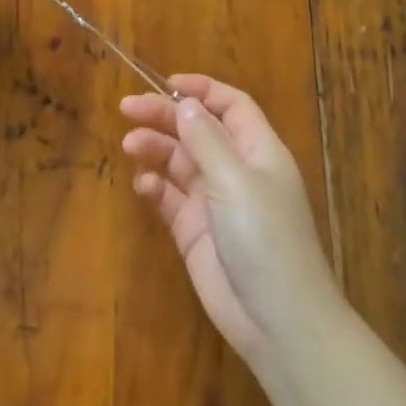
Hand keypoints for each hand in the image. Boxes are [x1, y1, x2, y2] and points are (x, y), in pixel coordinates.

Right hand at [121, 74, 338, 365]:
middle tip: (127, 107)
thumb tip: (185, 104)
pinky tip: (144, 185)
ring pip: (180, 161)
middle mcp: (236, 170)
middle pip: (197, 129)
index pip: (231, 106)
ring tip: (131, 145)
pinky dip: (155, 186)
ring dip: (156, 148)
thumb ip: (207, 140)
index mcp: (258, 151)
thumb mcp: (236, 181)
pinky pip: (170, 198)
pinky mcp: (195, 232)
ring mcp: (214, 202)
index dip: (202, 89)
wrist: (278, 322)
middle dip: (165, 115)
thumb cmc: (265, 239)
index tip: (165, 83)